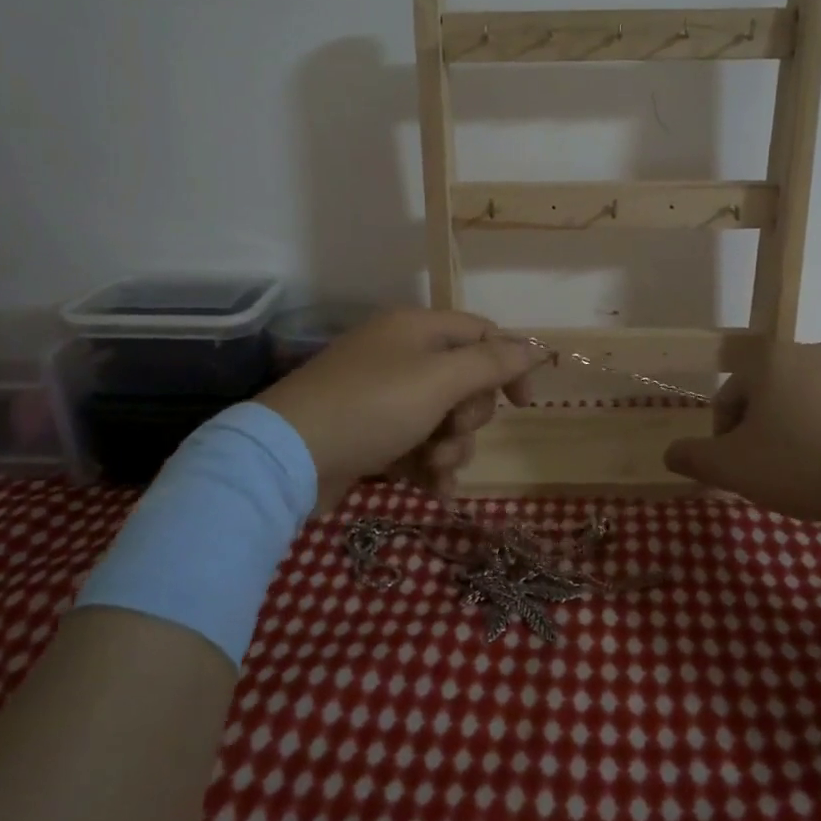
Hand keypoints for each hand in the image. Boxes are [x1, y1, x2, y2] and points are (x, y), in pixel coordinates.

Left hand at [257, 308, 540, 508]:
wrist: (288, 457)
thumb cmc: (372, 407)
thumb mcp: (439, 380)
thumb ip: (491, 363)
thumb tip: (532, 347)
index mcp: (416, 329)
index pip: (481, 333)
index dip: (509, 364)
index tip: (523, 404)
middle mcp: (401, 356)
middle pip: (464, 381)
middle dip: (469, 417)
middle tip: (451, 433)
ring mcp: (383, 396)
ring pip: (443, 419)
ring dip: (451, 448)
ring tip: (435, 470)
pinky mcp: (371, 433)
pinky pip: (418, 444)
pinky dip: (428, 465)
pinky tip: (432, 491)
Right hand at [664, 342, 820, 528]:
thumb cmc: (805, 467)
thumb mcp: (734, 470)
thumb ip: (694, 457)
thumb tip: (669, 453)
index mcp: (770, 360)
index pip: (730, 394)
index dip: (724, 433)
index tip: (738, 467)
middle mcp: (813, 350)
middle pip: (771, 391)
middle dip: (765, 427)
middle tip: (773, 471)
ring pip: (814, 397)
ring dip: (804, 425)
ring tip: (814, 470)